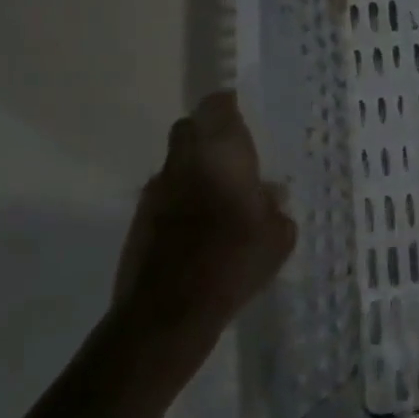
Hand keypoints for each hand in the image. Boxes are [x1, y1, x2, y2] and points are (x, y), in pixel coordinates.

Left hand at [114, 92, 295, 340]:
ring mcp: (156, 190)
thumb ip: (276, 208)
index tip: (243, 116)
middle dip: (208, 134)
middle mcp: (184, 161)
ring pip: (176, 162)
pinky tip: (200, 227)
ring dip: (194, 169)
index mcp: (221, 153)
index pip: (217, 106)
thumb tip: (269, 195)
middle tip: (233, 155)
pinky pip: (165, 194)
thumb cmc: (234, 261)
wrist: (168, 312)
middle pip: (189, 128)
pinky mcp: (139, 219)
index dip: (229, 106)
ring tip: (220, 197)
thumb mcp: (279, 237)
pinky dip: (181, 199)